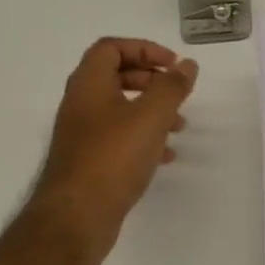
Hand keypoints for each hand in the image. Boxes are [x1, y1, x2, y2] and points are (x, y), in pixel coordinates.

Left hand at [33, 37, 197, 255]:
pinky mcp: (89, 161)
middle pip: (115, 77)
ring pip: (120, 110)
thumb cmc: (113, 157)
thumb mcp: (151, 117)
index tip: (173, 65)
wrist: (77, 215)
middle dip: (150, 80)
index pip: (111, 48)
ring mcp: (82, 134)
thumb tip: (187, 65)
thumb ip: (172, 87)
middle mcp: (80, 104)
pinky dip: (143, 139)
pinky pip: (118, 139)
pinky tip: (165, 156)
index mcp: (88, 84)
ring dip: (151, 112)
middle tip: (176, 92)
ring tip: (180, 127)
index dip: (144, 49)